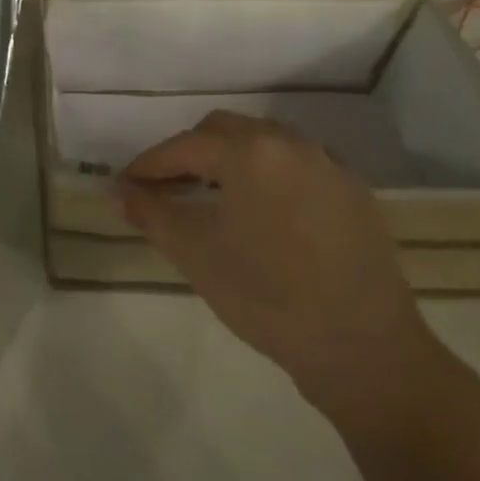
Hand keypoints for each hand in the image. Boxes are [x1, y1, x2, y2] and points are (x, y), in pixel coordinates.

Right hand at [117, 111, 452, 432]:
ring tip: (211, 197)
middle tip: (165, 188)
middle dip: (188, 153)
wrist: (364, 350)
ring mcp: (329, 165)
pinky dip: (268, 175)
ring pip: (264, 143)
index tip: (125, 185)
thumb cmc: (267, 298)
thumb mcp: (195, 254)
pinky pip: (297, 165)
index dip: (149, 164)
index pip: (184, 146)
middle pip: (224, 131)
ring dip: (229, 159)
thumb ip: (150, 213)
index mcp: (250, 153)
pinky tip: (263, 213)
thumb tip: (115, 190)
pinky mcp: (354, 192)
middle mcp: (291, 144)